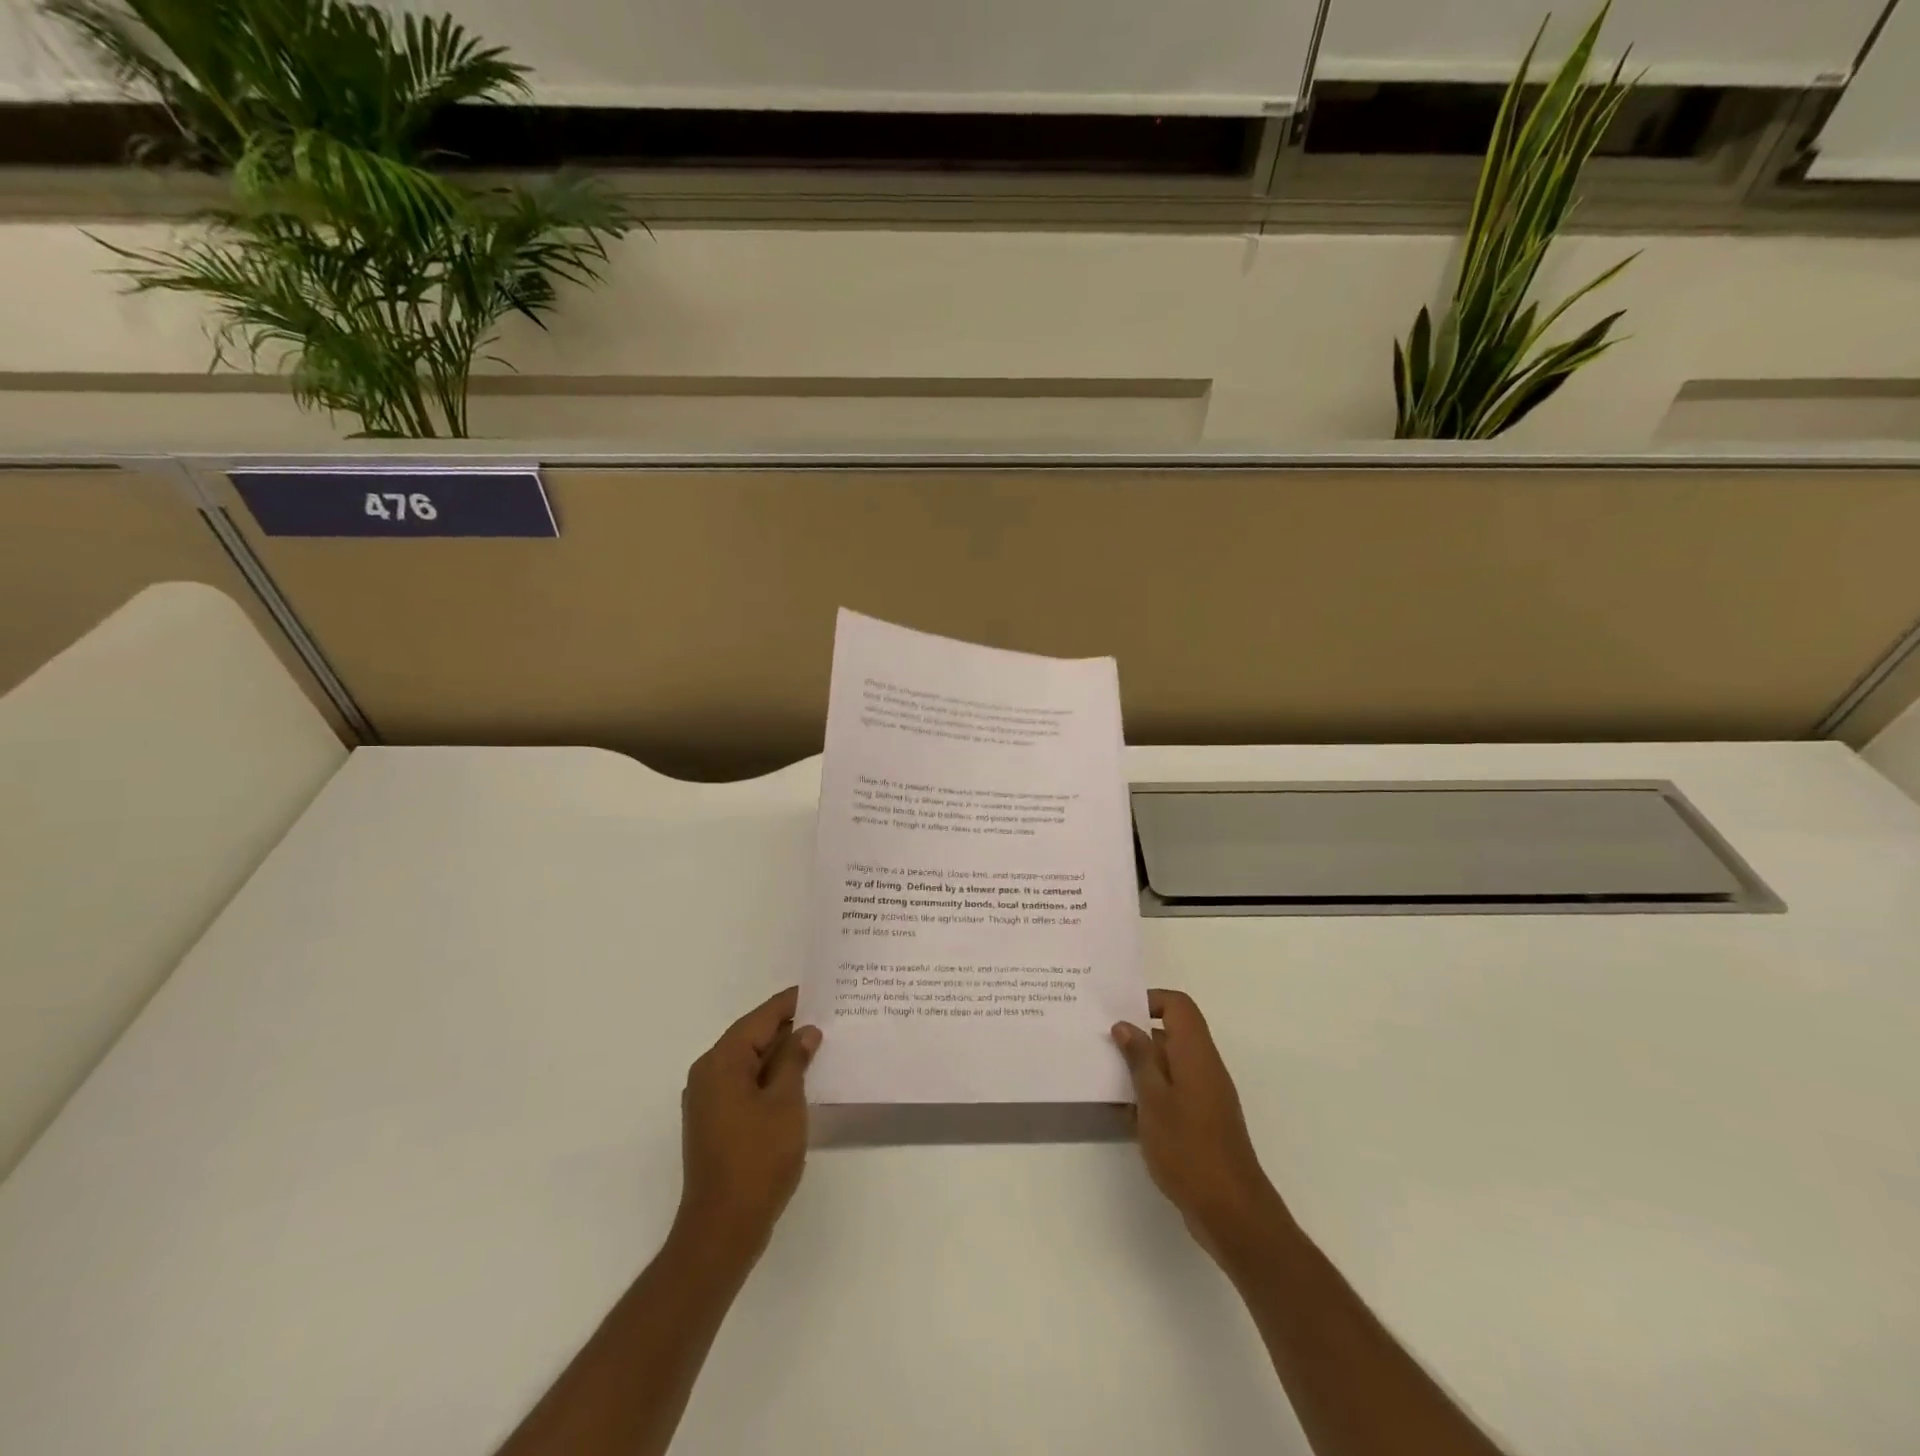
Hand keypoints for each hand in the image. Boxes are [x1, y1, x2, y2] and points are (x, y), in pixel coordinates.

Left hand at [675, 986, 820, 1263]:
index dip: (788, 1004)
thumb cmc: (757, 1159)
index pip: (758, 1019)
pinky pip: (745, 1085)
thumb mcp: (785, 1103)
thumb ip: (794, 1061)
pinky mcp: (715, 1123)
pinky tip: (797, 1080)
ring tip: (818, 1043)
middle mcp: (707, 1075)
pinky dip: (769, 1077)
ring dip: (780, 1054)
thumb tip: (804, 1032)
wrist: (722, 1228)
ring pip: (749, 1063)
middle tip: (825, 1016)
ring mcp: (708, 1101)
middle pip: (751, 1038)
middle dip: (786, 1028)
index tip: (817, 990)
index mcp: (720, 1063)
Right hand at [1113, 989, 1287, 1265]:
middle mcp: (1204, 1067)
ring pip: (1170, 1063)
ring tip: (1105, 1074)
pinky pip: (1173, 1090)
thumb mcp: (1154, 1101)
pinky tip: (1124, 1110)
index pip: (1178, 1006)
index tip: (1118, 1011)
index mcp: (1196, 1054)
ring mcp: (1206, 1095)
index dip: (1149, 1000)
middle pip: (1172, 1032)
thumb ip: (1140, 1059)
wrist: (1232, 1211)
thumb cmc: (1189, 1149)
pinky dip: (1150, 1092)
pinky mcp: (1202, 1120)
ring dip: (1141, 1065)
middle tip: (1101, 1040)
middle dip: (1137, 1033)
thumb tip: (1126, 1025)